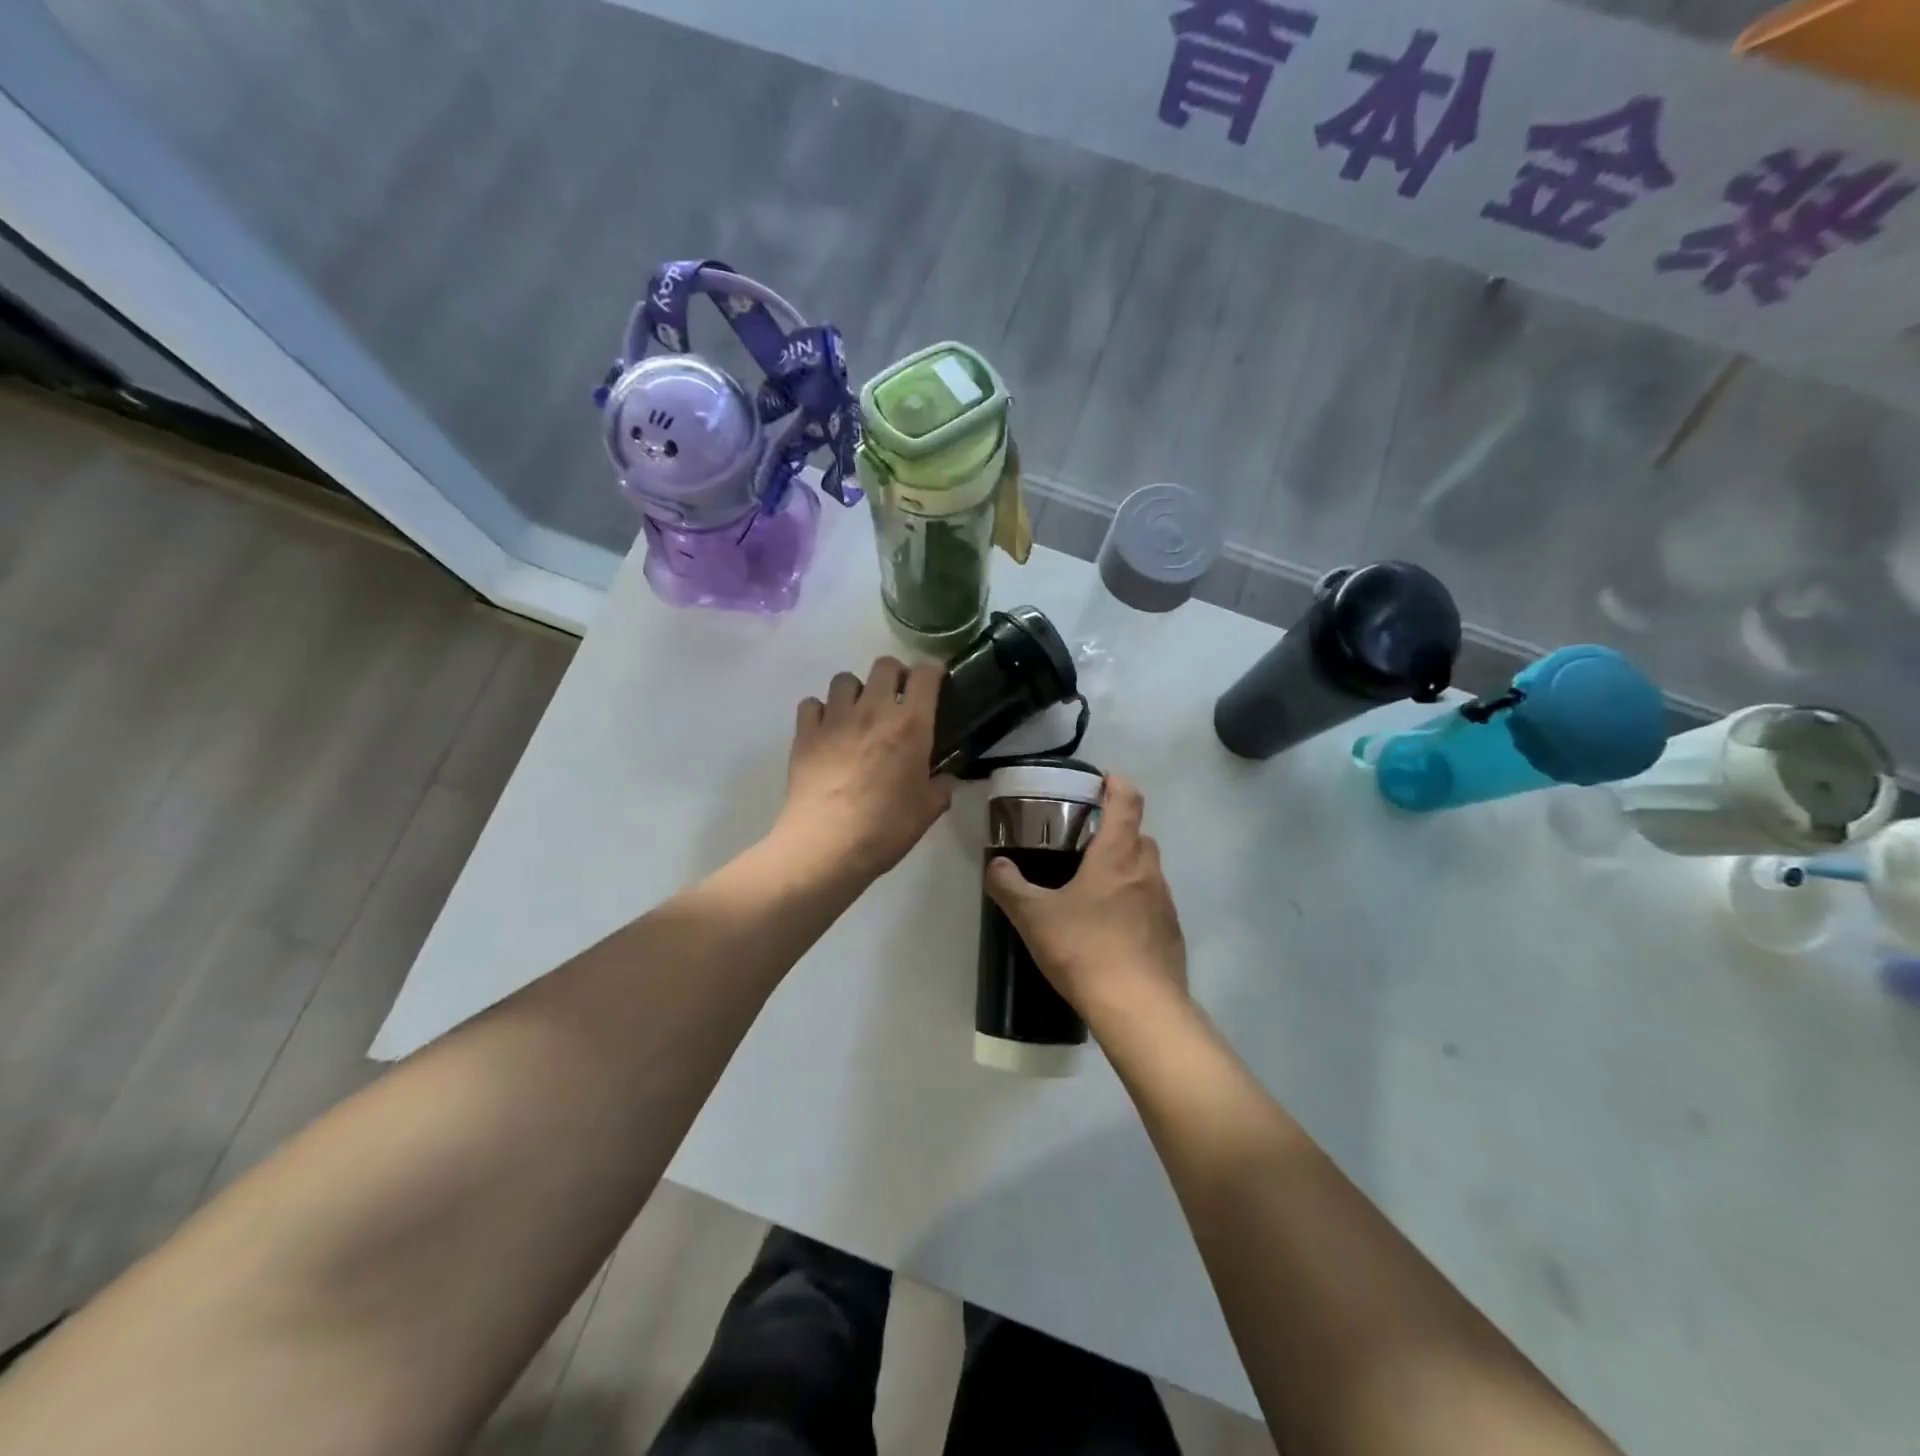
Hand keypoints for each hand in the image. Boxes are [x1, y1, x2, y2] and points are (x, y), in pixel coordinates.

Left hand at [777, 656, 955, 880]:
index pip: (925, 674)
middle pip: (884, 665)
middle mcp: (873, 710)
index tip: (936, 683)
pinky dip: (820, 712)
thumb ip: (941, 786)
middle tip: (898, 699)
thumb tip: (945, 778)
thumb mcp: (928, 810)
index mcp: (910, 724)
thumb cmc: (886, 828)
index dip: (933, 672)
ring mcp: (834, 719)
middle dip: (895, 675)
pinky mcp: (804, 734)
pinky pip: (811, 704)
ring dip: (856, 691)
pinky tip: (826, 731)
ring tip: (858, 714)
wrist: (826, 847)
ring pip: (844, 679)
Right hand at [984, 775, 1186, 1022]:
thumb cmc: (1086, 950)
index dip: (1117, 784)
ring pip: (1147, 870)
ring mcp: (1165, 903)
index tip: (1102, 781)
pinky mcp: (1171, 933)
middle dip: (1115, 831)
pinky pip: (1152, 903)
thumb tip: (996, 865)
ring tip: (1093, 890)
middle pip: (1138, 835)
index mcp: (1117, 855)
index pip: (1127, 801)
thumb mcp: (1034, 917)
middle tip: (1083, 844)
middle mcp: (1147, 871)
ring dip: (1125, 869)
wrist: (1140, 1009)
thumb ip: (1010, 886)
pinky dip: (1135, 902)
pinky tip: (1111, 929)